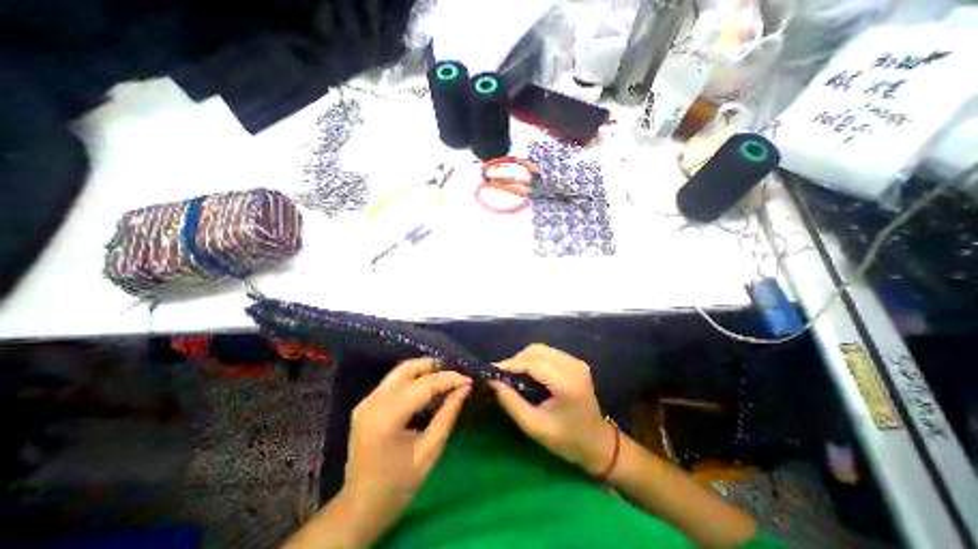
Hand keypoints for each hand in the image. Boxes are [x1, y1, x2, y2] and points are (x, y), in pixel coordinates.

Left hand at [342, 361, 472, 527]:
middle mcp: (373, 402)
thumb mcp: (430, 451)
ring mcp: (366, 401)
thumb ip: (448, 415)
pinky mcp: (365, 404)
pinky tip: (426, 388)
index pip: (424, 385)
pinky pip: (393, 381)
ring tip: (445, 378)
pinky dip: (412, 379)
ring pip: (400, 371)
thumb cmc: (398, 486)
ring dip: (424, 370)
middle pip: (408, 369)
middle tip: (456, 376)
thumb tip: (464, 389)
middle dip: (435, 368)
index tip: (468, 380)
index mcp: (387, 418)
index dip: (449, 379)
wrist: (359, 509)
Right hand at [492, 342, 612, 475]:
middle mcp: (572, 366)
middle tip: (502, 376)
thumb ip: (511, 402)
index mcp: (566, 382)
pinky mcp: (575, 362)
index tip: (492, 372)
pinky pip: (548, 353)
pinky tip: (528, 373)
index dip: (510, 364)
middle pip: (536, 351)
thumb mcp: (533, 426)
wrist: (597, 442)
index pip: (532, 363)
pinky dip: (534, 359)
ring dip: (524, 359)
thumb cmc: (566, 439)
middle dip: (516, 360)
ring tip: (513, 375)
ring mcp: (576, 362)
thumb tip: (493, 382)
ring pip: (541, 349)